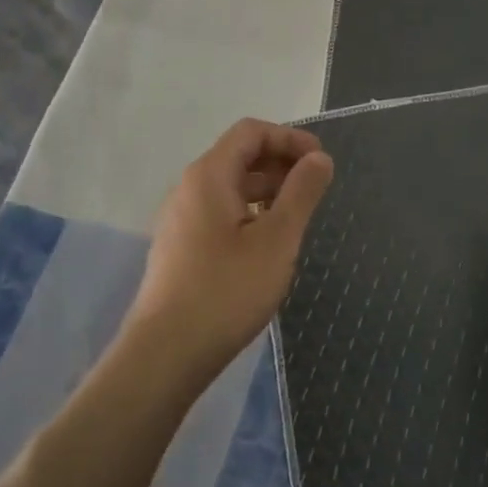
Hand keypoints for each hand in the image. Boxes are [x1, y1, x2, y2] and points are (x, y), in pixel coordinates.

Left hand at [123, 118, 334, 388]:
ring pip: (230, 187)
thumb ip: (302, 192)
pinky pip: (219, 213)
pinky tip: (267, 245)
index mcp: (209, 175)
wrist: (165, 354)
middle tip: (315, 190)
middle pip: (239, 156)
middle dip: (281, 163)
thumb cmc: (227, 290)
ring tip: (297, 218)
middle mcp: (189, 188)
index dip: (290, 138)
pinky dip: (249, 213)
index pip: (251, 132)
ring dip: (267, 190)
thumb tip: (319, 158)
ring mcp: (180, 219)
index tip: (321, 162)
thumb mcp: (277, 239)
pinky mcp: (180, 248)